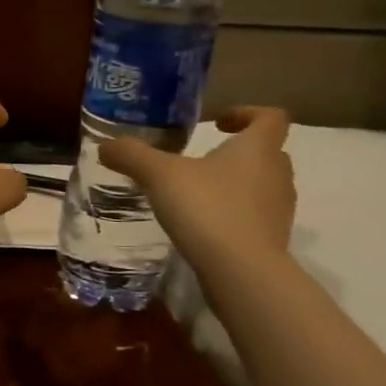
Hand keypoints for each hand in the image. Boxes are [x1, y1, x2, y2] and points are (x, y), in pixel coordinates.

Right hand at [99, 106, 295, 268]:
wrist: (241, 272)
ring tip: (199, 194)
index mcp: (258, 149)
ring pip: (263, 185)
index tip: (218, 123)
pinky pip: (255, 216)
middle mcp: (277, 174)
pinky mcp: (273, 240)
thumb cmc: (207, 209)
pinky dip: (235, 214)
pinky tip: (204, 226)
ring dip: (237, 184)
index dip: (247, 113)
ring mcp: (279, 210)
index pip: (271, 118)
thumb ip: (132, 156)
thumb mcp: (159, 176)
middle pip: (268, 151)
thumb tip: (105, 146)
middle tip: (203, 159)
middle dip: (238, 152)